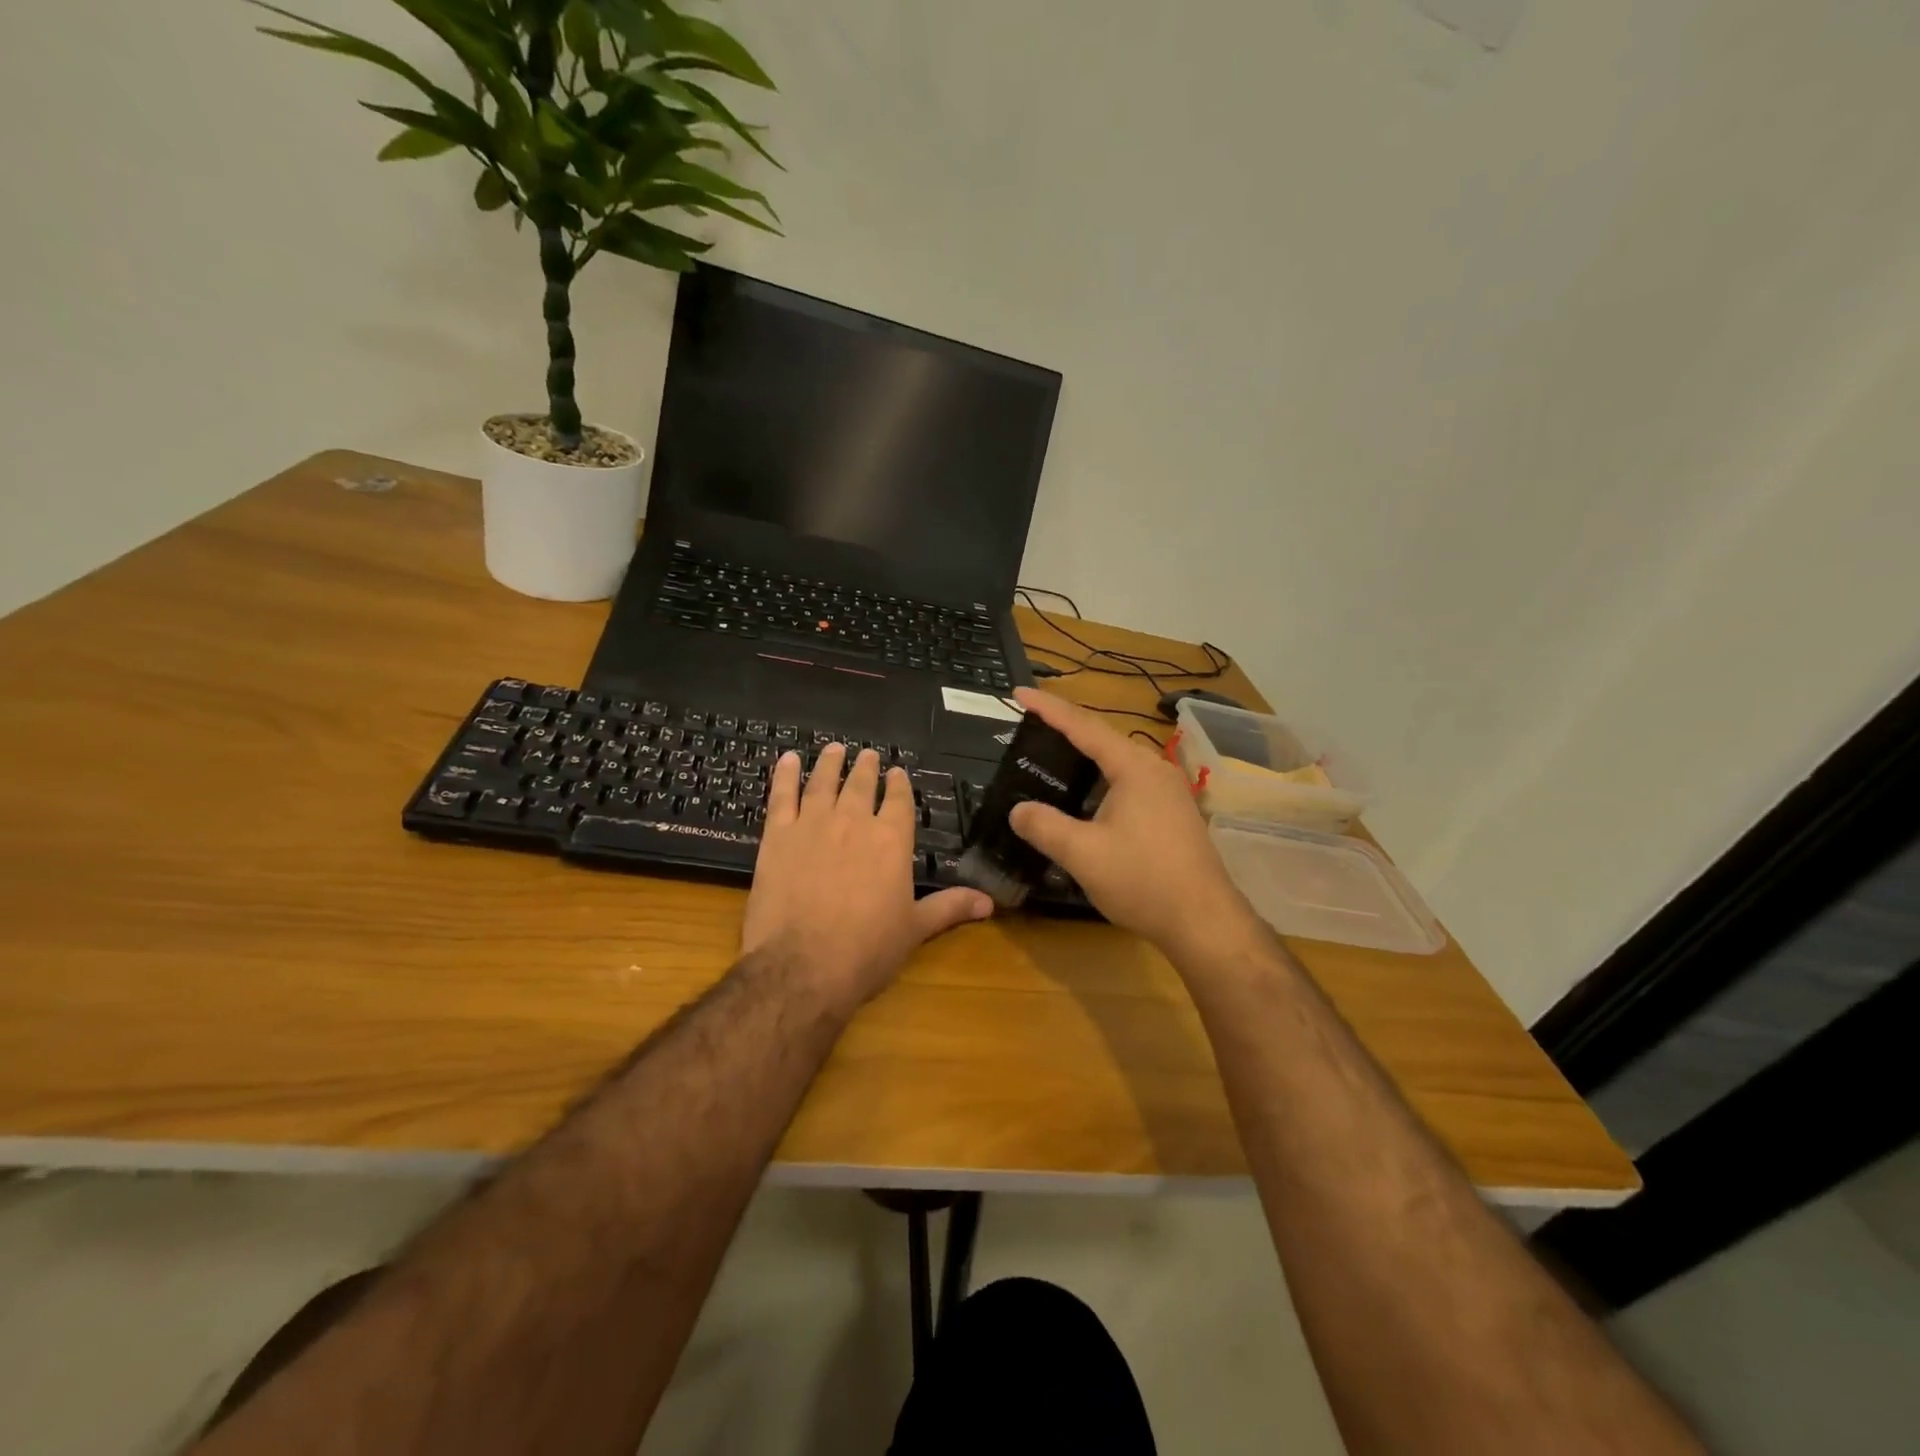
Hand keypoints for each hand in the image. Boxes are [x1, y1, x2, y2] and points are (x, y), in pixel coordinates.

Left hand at [742, 744, 993, 1014]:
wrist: (802, 966)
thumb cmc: (866, 951)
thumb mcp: (915, 930)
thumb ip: (949, 908)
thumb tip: (989, 902)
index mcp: (892, 841)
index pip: (898, 801)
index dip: (898, 785)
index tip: (897, 772)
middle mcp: (854, 822)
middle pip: (861, 785)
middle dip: (867, 768)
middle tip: (867, 755)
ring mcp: (813, 825)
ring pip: (823, 782)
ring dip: (830, 763)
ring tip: (835, 749)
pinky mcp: (777, 836)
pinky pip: (781, 796)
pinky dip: (784, 775)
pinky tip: (787, 760)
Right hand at [1007, 688, 1260, 959]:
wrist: (1205, 922)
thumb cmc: (1143, 881)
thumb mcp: (1083, 854)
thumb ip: (1045, 827)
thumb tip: (1018, 810)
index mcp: (1134, 768)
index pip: (1083, 726)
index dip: (1049, 708)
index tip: (1020, 692)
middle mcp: (1155, 770)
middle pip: (1103, 739)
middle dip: (1066, 730)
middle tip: (1032, 725)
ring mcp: (1169, 793)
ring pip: (1118, 764)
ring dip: (1085, 758)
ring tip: (1053, 756)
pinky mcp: (1174, 815)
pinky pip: (1129, 784)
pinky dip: (1101, 781)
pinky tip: (1087, 799)